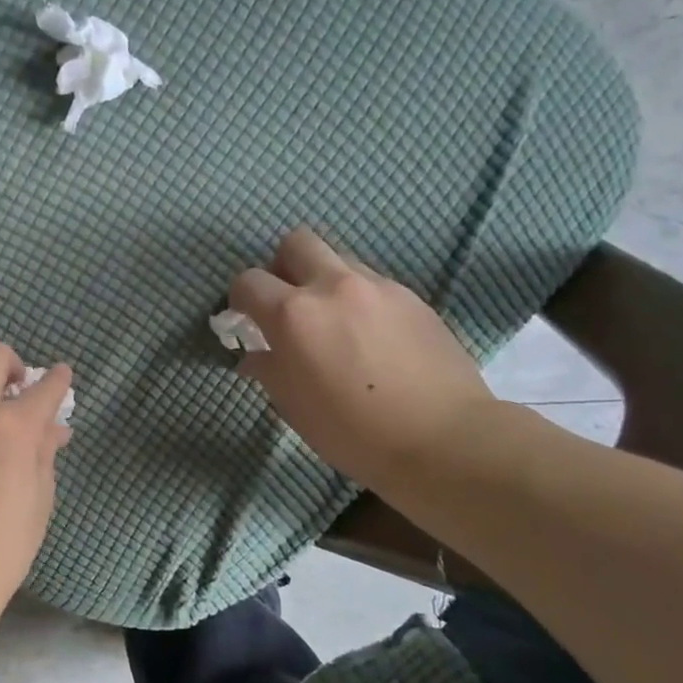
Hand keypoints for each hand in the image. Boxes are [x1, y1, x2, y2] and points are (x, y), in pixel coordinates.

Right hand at [228, 227, 497, 490]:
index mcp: (294, 314)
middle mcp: (333, 286)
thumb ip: (268, 368)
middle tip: (287, 304)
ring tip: (333, 322)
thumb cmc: (351, 431)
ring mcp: (378, 287)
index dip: (240, 300)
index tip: (246, 322)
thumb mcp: (292, 405)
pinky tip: (370, 337)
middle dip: (282, 267)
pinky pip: (372, 283)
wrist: (442, 438)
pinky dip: (359, 299)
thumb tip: (256, 354)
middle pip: (295, 243)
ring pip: (338, 259)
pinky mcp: (412, 297)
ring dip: (323, 281)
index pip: (248, 281)